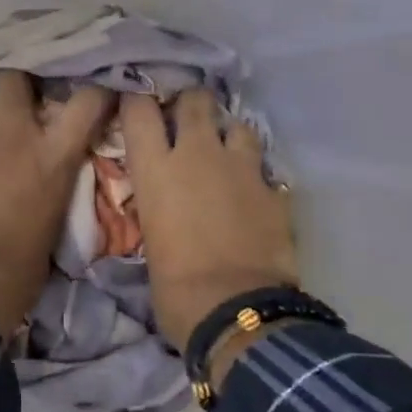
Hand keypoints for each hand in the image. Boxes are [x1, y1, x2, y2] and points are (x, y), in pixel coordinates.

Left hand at [0, 72, 111, 335]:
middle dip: (12, 86)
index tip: (92, 93)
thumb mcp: (51, 221)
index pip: (86, 103)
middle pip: (13, 81)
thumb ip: (47, 186)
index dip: (92, 93)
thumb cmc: (19, 268)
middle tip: (11, 103)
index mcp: (51, 156)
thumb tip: (41, 182)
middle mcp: (10, 134)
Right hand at [121, 90, 297, 348]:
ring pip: (237, 124)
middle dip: (190, 104)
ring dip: (229, 134)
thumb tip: (164, 203)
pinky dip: (256, 174)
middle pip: (195, 100)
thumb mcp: (150, 238)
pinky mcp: (274, 189)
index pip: (139, 109)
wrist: (236, 311)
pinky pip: (264, 167)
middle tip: (186, 121)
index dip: (138, 100)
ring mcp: (241, 168)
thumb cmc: (175, 287)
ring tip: (225, 153)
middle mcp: (197, 154)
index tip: (137, 104)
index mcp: (156, 169)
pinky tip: (253, 191)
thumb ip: (157, 205)